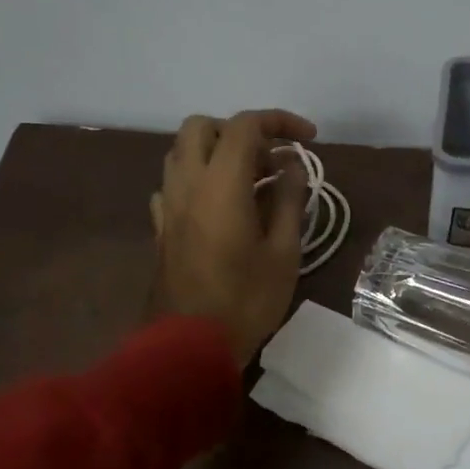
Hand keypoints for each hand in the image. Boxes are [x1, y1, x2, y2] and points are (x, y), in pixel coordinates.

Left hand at [150, 109, 316, 368]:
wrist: (189, 346)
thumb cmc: (246, 300)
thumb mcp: (284, 252)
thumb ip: (290, 200)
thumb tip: (294, 165)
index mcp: (220, 184)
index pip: (245, 127)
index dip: (279, 122)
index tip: (309, 139)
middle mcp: (186, 183)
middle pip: (202, 127)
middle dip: (239, 130)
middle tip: (271, 158)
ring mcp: (167, 206)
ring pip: (181, 153)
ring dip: (215, 152)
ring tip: (249, 181)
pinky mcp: (160, 229)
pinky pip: (172, 185)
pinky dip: (197, 180)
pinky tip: (217, 206)